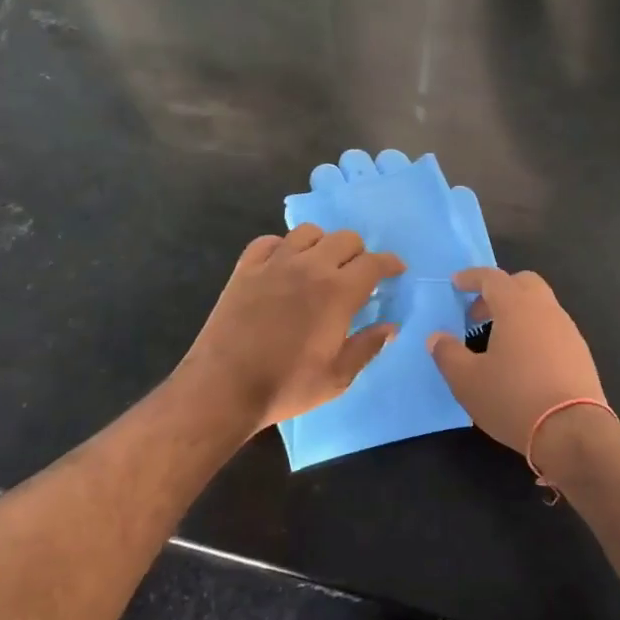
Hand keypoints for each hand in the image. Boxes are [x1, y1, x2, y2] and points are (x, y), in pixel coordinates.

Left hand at [182, 225, 404, 432]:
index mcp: (338, 292)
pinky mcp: (246, 268)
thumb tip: (391, 327)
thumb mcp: (337, 378)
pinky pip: (269, 241)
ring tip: (320, 265)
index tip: (396, 270)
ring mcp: (275, 263)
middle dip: (359, 253)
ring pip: (308, 231)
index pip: (374, 262)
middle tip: (357, 275)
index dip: (390, 263)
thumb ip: (368, 347)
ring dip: (322, 244)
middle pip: (345, 238)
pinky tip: (282, 264)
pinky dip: (282, 247)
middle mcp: (310, 266)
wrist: (223, 387)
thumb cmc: (286, 385)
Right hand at [428, 268, 606, 455]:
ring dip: (517, 313)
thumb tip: (437, 337)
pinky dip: (534, 331)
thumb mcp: (467, 381)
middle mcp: (545, 310)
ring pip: (540, 306)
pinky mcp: (581, 353)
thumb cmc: (514, 399)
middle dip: (498, 291)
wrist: (573, 432)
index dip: (471, 277)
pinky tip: (524, 361)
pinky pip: (553, 328)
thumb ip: (448, 354)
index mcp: (516, 307)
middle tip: (477, 314)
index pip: (492, 277)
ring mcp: (568, 330)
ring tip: (498, 341)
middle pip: (522, 283)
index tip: (455, 284)